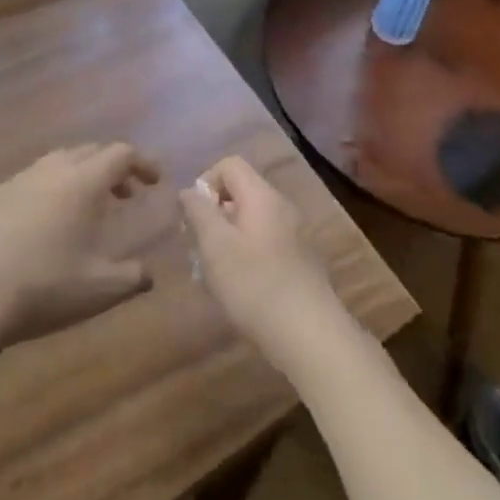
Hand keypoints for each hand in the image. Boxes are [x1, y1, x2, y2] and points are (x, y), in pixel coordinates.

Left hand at [0, 143, 160, 348]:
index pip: (122, 153)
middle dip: (114, 167)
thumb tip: (149, 274)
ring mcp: (20, 179)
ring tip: (87, 207)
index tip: (155, 182)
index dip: (143, 163)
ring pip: (60, 160)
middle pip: (92, 150)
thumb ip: (132, 278)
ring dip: (82, 174)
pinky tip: (46, 221)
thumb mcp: (98, 289)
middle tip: (125, 194)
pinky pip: (34, 178)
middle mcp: (54, 169)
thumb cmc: (44, 287)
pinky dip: (53, 187)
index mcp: (84, 181)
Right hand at [179, 156, 350, 376]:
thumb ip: (199, 212)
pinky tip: (238, 289)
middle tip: (198, 250)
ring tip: (213, 275)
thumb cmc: (255, 284)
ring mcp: (294, 234)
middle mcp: (281, 206)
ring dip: (227, 239)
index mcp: (262, 195)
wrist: (309, 334)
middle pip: (240, 193)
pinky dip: (246, 255)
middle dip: (213, 216)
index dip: (206, 183)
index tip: (194, 218)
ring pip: (250, 222)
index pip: (229, 165)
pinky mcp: (299, 261)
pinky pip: (264, 243)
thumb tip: (189, 191)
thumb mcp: (215, 245)